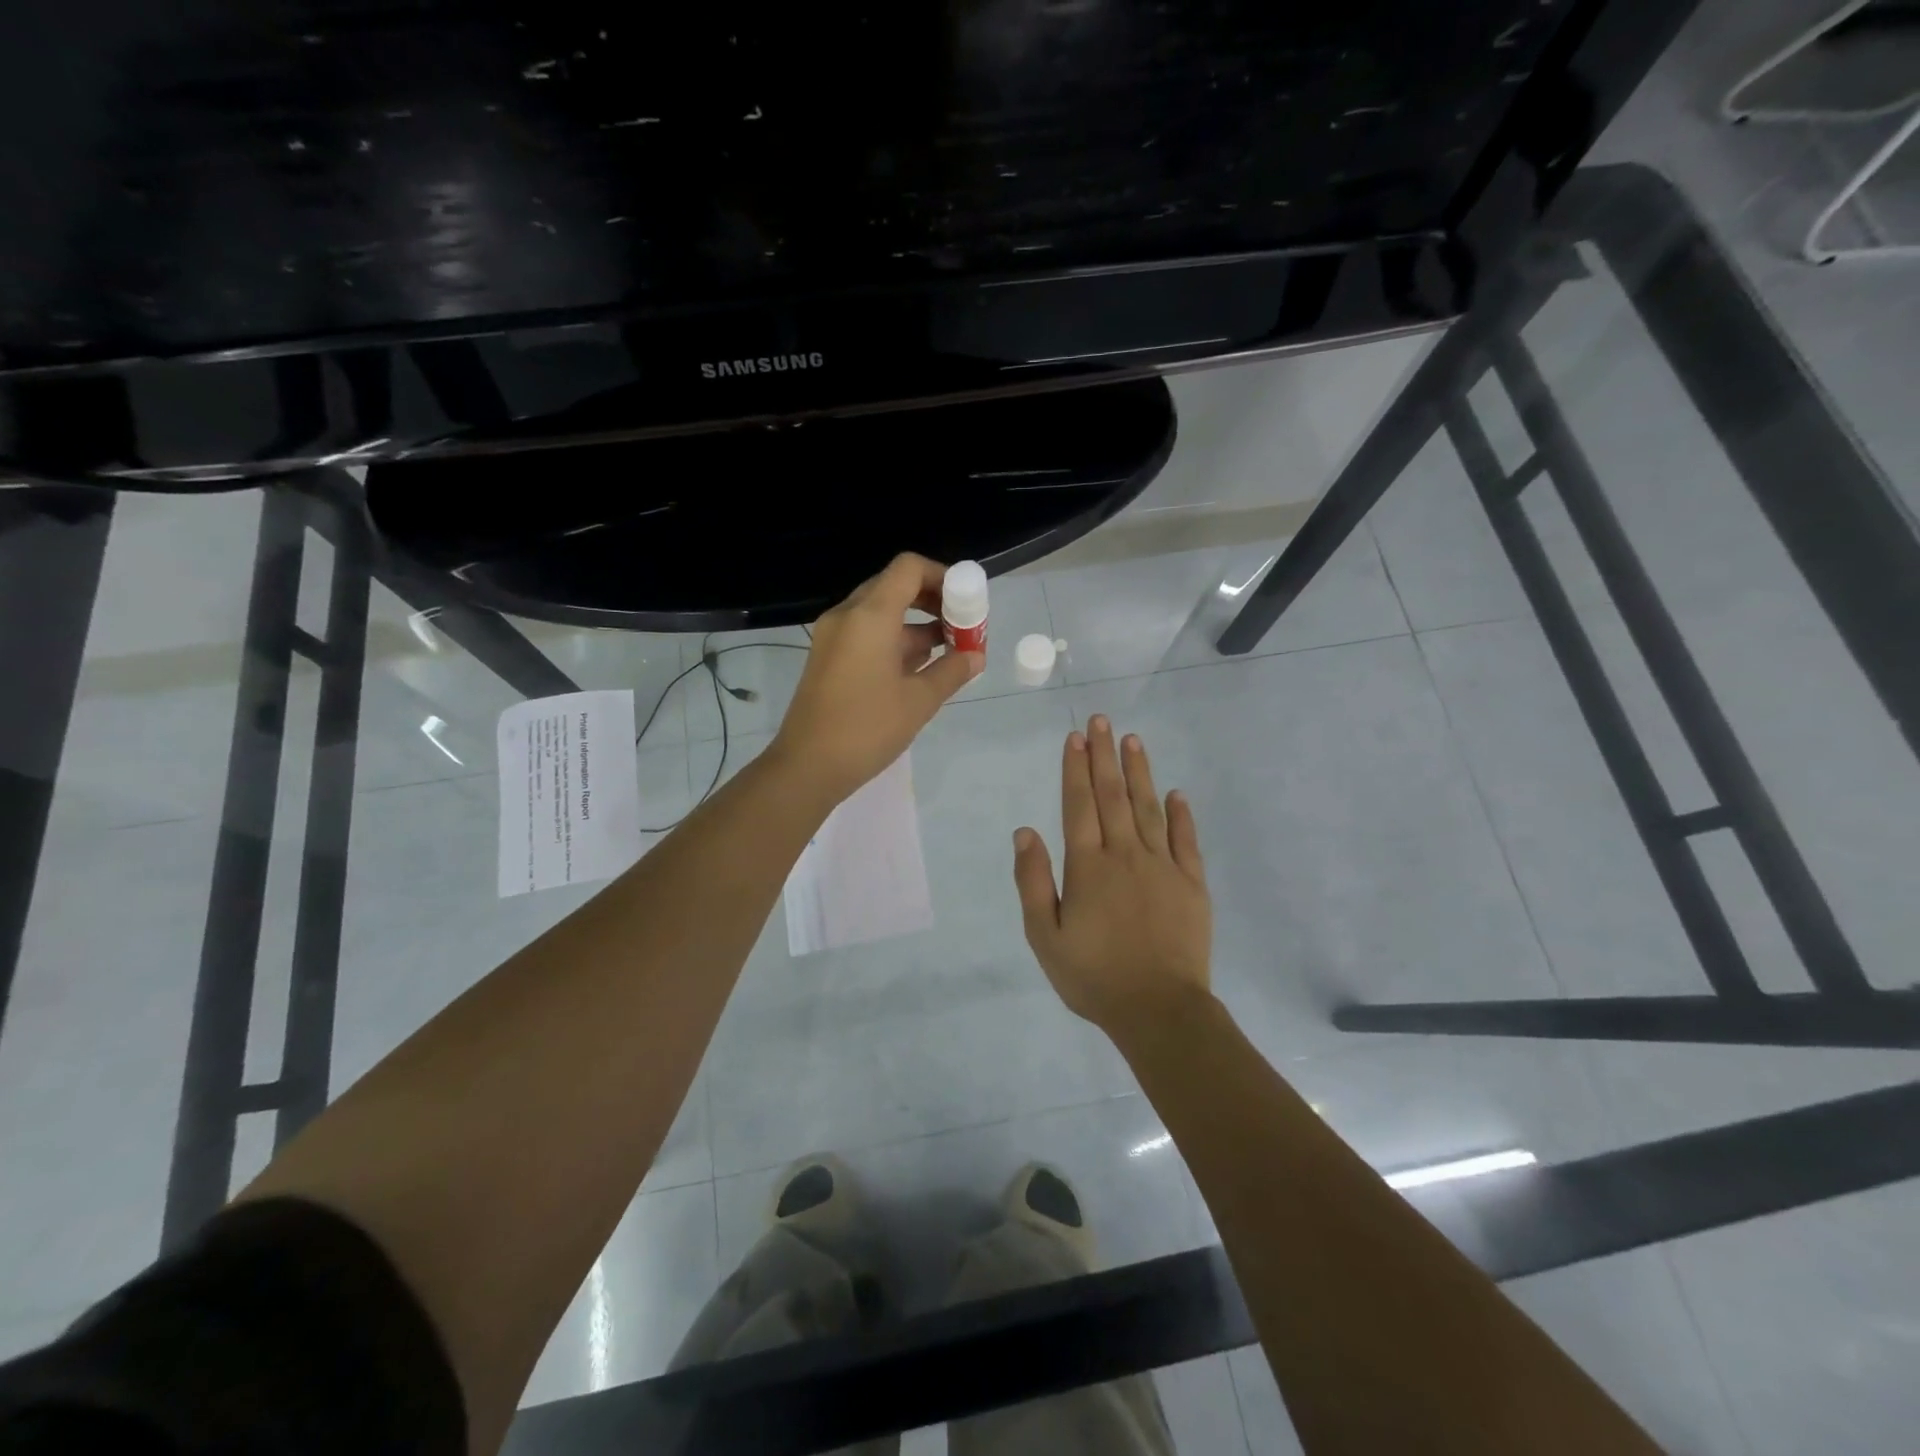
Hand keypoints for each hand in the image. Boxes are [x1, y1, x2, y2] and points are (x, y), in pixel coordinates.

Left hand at [772, 553, 983, 802]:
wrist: (807, 766)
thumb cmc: (866, 729)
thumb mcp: (919, 701)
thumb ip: (952, 671)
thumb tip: (975, 656)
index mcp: (870, 616)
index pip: (909, 568)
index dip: (942, 575)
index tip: (966, 601)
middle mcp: (847, 616)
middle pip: (895, 586)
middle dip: (933, 601)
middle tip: (961, 626)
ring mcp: (834, 637)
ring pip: (881, 613)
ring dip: (916, 625)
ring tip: (950, 652)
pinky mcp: (828, 658)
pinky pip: (867, 634)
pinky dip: (895, 641)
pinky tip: (921, 668)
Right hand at [1012, 716, 1212, 1040]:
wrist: (1159, 1010)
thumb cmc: (1094, 976)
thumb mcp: (1045, 936)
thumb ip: (1034, 881)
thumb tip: (1025, 831)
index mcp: (1088, 867)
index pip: (1079, 805)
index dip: (1075, 769)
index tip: (1075, 737)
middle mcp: (1125, 855)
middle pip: (1113, 796)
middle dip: (1104, 756)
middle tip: (1102, 721)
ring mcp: (1163, 866)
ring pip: (1149, 808)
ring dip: (1140, 772)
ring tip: (1133, 740)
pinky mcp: (1192, 884)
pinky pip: (1186, 840)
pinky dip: (1181, 815)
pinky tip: (1176, 793)